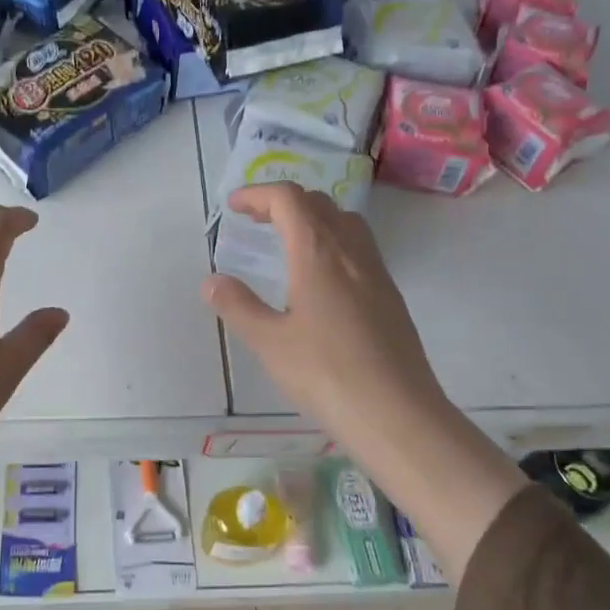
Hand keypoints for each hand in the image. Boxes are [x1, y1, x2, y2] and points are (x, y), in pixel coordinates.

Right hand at [203, 182, 450, 456]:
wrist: (398, 415)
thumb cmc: (326, 375)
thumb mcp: (270, 343)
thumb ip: (238, 306)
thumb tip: (211, 281)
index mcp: (318, 253)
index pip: (289, 200)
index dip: (258, 194)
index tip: (234, 206)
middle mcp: (351, 252)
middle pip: (319, 204)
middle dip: (283, 203)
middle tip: (255, 221)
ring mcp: (377, 273)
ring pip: (345, 223)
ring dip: (313, 218)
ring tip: (287, 242)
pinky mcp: (390, 297)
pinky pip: (359, 248)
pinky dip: (332, 242)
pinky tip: (320, 279)